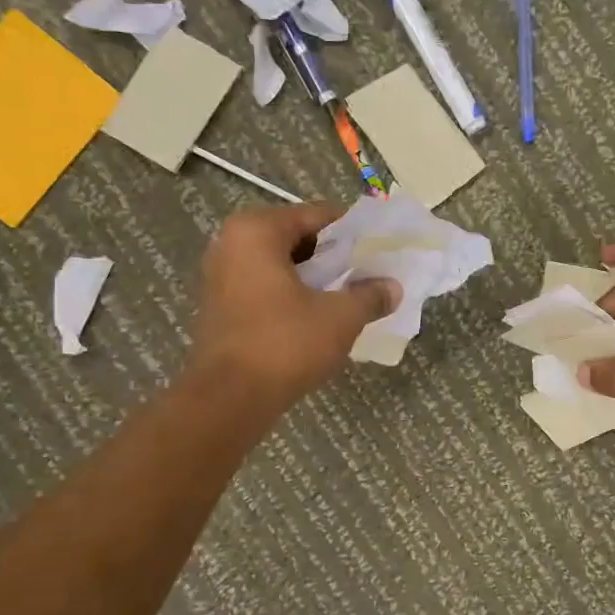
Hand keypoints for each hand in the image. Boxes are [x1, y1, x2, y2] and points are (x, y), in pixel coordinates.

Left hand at [184, 203, 398, 421]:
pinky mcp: (220, 306)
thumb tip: (393, 288)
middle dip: (333, 256)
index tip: (380, 248)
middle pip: (297, 237)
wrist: (230, 399)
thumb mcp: (340, 317)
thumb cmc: (285, 344)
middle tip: (368, 272)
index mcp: (257, 231)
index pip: (317, 215)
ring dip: (314, 277)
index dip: (353, 231)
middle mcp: (232, 243)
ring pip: (281, 264)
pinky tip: (319, 315)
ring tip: (349, 295)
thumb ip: (370, 295)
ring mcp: (221, 275)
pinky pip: (266, 286)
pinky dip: (293, 294)